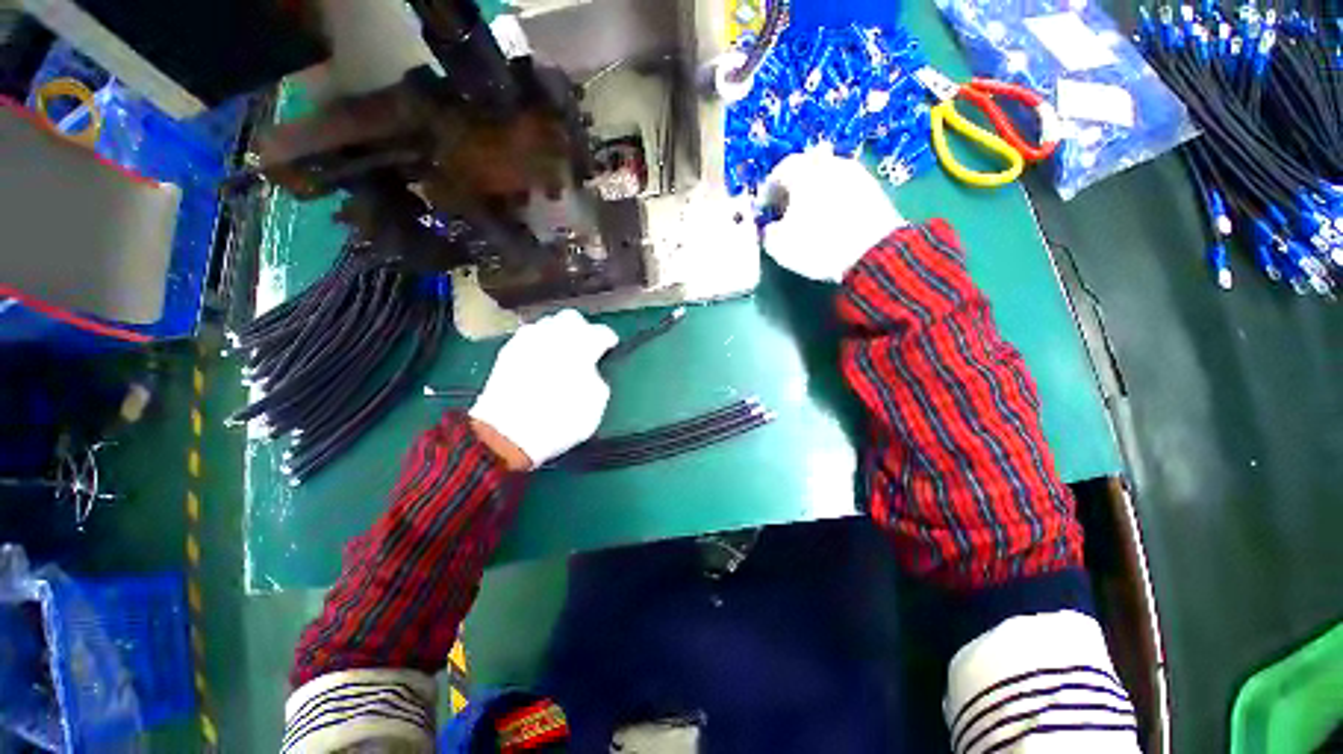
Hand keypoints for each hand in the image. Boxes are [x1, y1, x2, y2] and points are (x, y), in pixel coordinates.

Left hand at [469, 310, 617, 468]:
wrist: (506, 435)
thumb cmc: (559, 420)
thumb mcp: (595, 405)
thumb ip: (599, 379)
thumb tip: (592, 372)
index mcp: (581, 346)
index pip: (601, 332)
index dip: (609, 340)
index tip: (610, 348)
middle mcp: (553, 335)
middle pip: (572, 319)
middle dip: (582, 330)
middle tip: (586, 348)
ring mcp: (527, 341)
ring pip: (548, 324)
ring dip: (559, 334)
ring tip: (562, 353)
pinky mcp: (507, 351)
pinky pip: (529, 337)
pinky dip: (539, 344)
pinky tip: (541, 360)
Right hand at [761, 146, 905, 281]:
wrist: (872, 252)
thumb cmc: (817, 245)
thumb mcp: (779, 245)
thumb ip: (767, 232)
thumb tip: (770, 227)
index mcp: (802, 172)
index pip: (778, 172)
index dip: (767, 191)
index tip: (764, 208)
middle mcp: (829, 163)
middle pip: (805, 167)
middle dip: (792, 185)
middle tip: (785, 207)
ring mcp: (854, 172)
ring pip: (826, 174)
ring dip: (814, 189)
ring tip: (809, 213)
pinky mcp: (872, 186)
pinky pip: (844, 185)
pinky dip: (833, 195)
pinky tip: (831, 216)